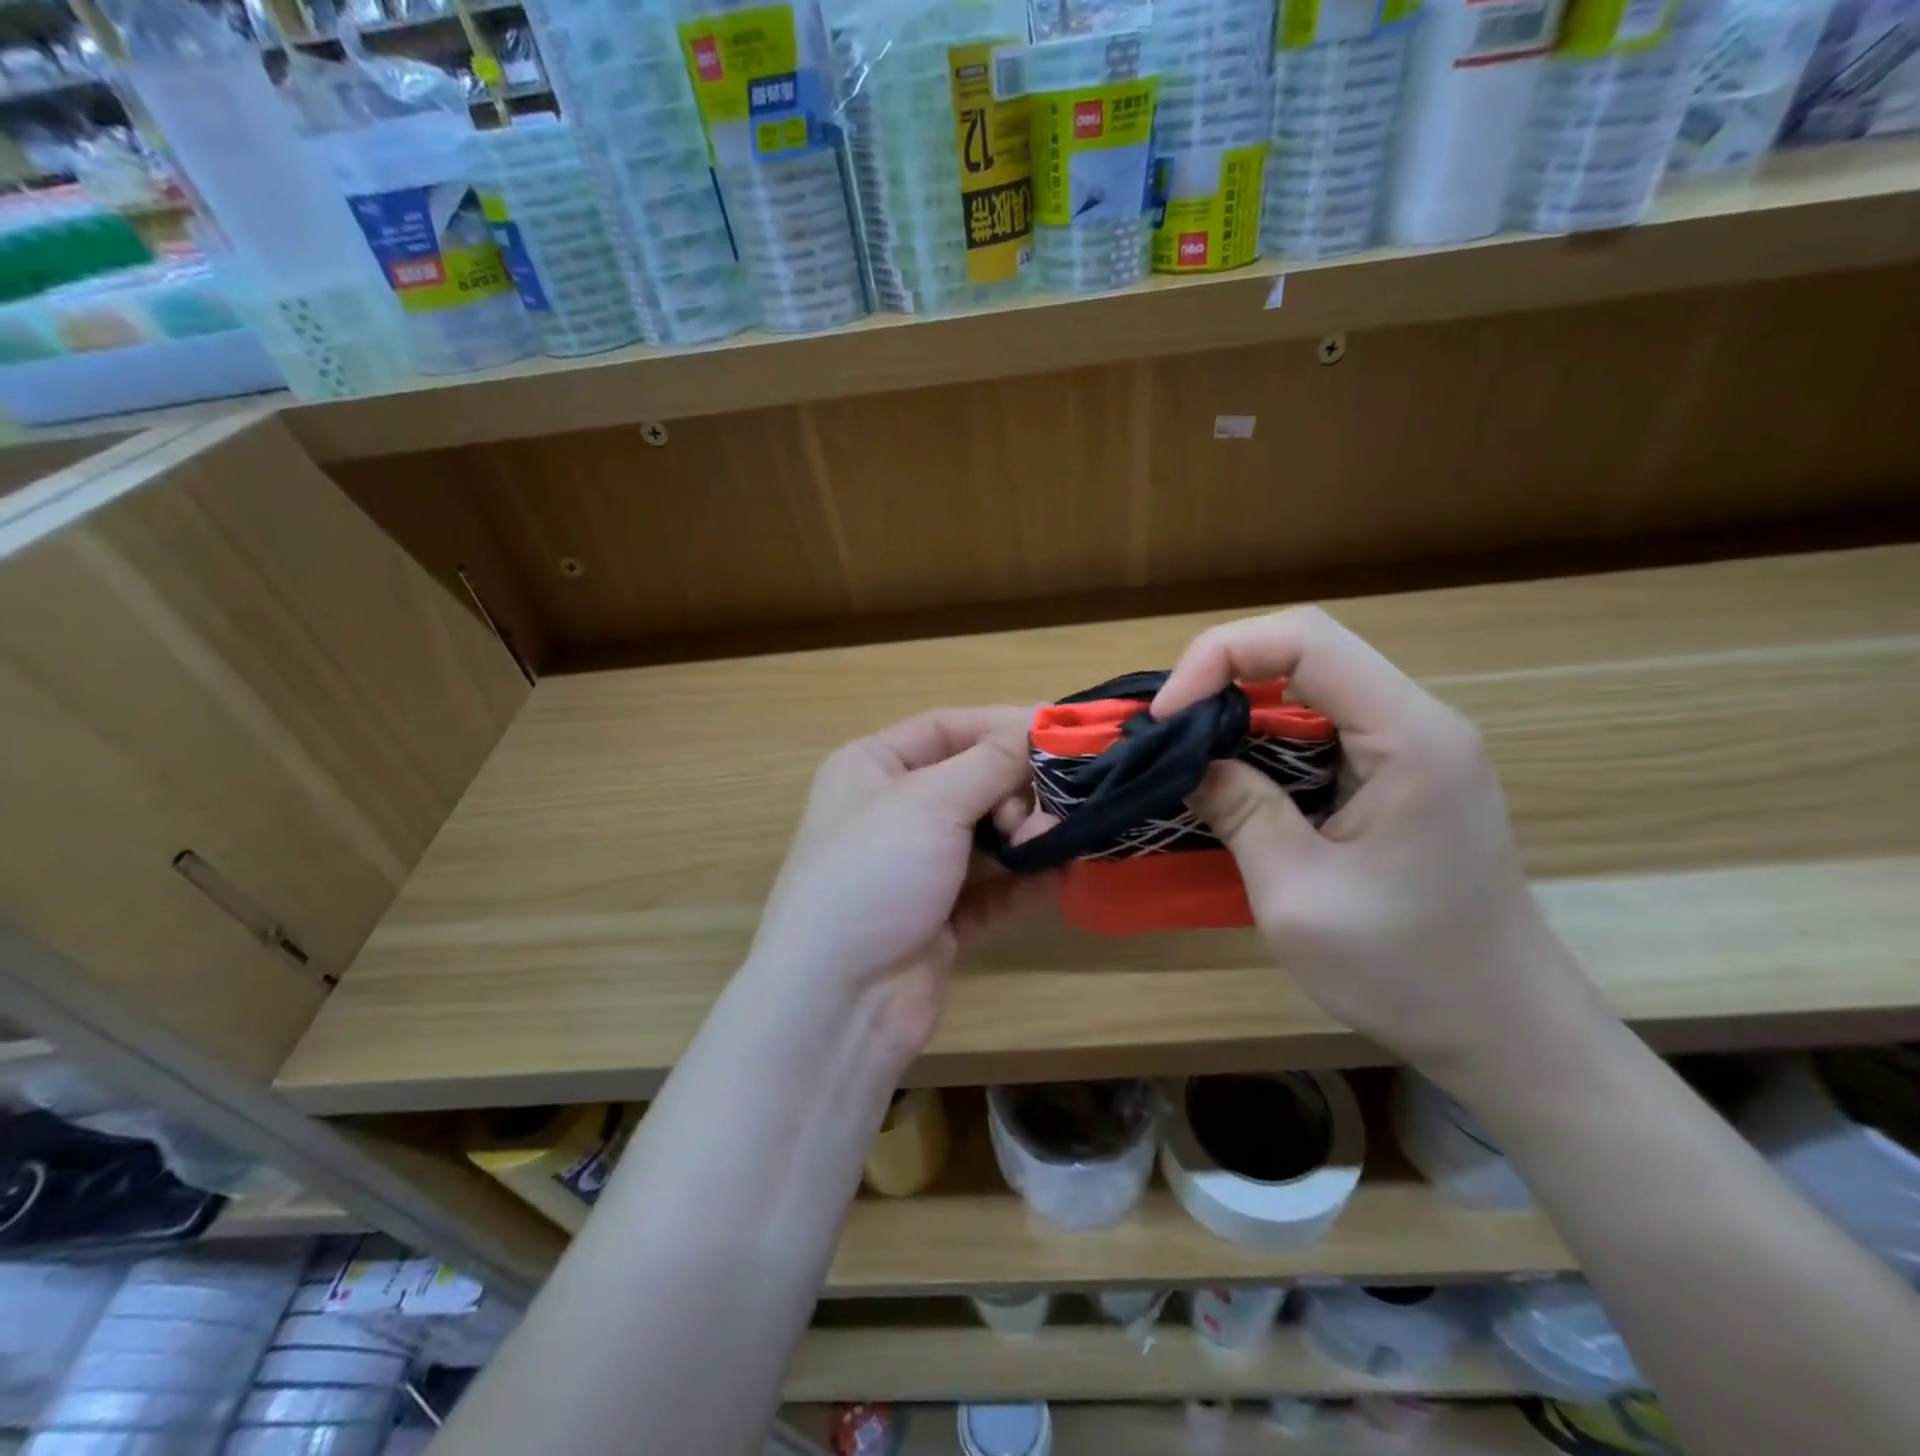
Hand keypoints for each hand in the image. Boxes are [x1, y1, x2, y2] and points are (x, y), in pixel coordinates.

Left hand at [749, 707, 1054, 1063]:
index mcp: (872, 767)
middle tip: (1044, 810)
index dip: (1003, 726)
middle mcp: (893, 810)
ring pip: (988, 835)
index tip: (1063, 734)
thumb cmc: (874, 874)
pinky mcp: (942, 917)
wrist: (838, 1001)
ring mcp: (918, 867)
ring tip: (1049, 845)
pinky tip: (1056, 878)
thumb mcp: (931, 802)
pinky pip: (993, 887)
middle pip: (973, 780)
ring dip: (1025, 836)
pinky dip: (1023, 881)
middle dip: (1015, 791)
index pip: (947, 728)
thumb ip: (992, 762)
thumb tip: (1040, 723)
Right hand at [1156, 608, 1588, 1078]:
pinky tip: (1237, 780)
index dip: (1222, 656)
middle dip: (1224, 678)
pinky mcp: (1405, 774)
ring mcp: (1417, 747)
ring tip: (1189, 755)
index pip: (1305, 640)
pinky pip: (1325, 728)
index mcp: (1409, 738)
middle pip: (1307, 653)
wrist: (1506, 1030)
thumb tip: (1190, 762)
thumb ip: (1241, 814)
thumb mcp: (1299, 897)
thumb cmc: (1408, 973)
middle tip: (1169, 734)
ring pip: (1313, 687)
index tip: (1169, 715)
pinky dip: (1269, 742)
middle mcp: (1420, 722)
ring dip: (1242, 711)